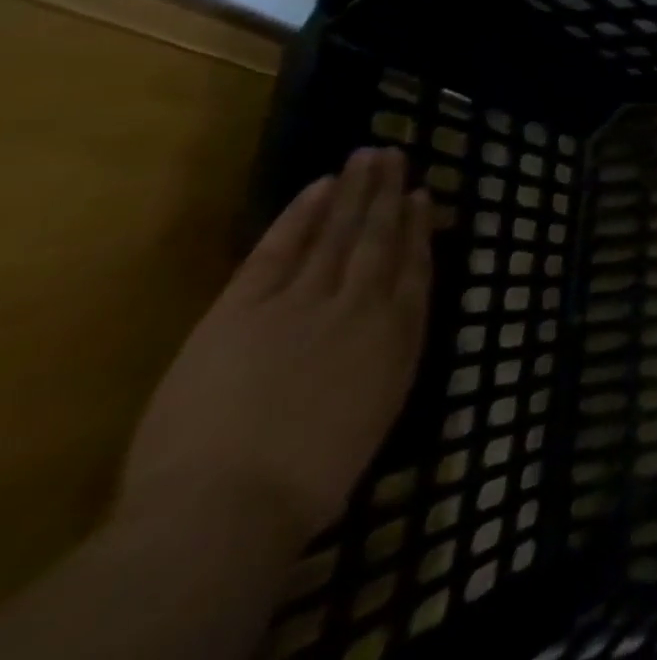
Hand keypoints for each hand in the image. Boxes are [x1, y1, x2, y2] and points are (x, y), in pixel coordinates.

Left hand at [117, 148, 432, 546]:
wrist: (228, 505)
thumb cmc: (311, 475)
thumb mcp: (378, 409)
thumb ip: (390, 355)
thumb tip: (393, 321)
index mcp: (398, 331)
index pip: (415, 264)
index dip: (420, 227)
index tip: (424, 195)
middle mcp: (362, 302)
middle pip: (380, 236)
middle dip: (389, 194)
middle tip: (396, 154)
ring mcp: (304, 300)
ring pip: (339, 231)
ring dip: (355, 190)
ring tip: (369, 156)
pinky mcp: (245, 308)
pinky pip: (280, 249)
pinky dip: (302, 215)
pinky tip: (320, 187)